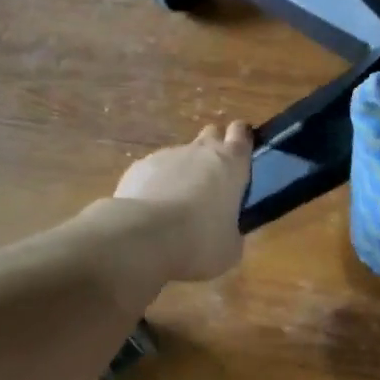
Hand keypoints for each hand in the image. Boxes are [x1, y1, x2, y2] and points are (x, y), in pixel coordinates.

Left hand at [114, 121, 254, 281]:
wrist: (145, 237)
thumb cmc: (202, 241)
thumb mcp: (231, 246)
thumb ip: (232, 229)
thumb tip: (226, 231)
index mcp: (231, 163)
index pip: (241, 134)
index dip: (241, 139)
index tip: (241, 152)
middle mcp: (200, 150)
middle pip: (211, 134)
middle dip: (213, 149)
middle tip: (213, 179)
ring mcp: (166, 155)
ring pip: (180, 156)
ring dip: (182, 173)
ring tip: (176, 207)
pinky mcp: (138, 167)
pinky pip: (153, 171)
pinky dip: (155, 185)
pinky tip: (151, 212)